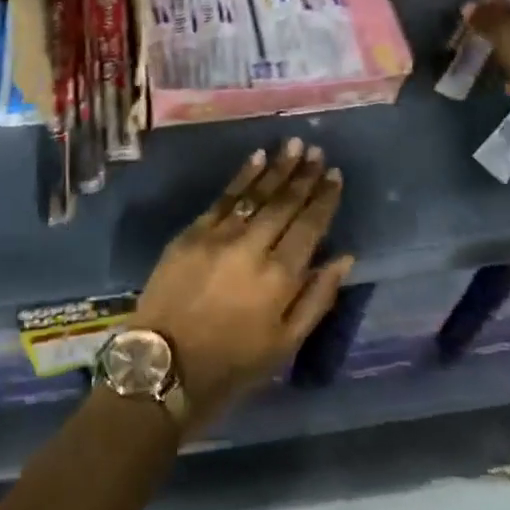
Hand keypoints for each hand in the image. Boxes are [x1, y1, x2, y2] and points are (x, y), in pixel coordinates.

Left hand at [133, 138, 355, 431]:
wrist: (166, 364)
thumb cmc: (232, 363)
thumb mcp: (285, 344)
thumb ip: (317, 298)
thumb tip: (344, 256)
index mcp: (280, 277)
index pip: (309, 226)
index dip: (324, 198)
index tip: (335, 174)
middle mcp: (253, 247)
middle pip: (284, 203)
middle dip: (303, 175)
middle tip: (317, 151)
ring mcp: (220, 235)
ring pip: (255, 193)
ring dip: (277, 168)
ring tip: (294, 145)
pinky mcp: (192, 232)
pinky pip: (223, 197)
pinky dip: (242, 177)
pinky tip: (256, 159)